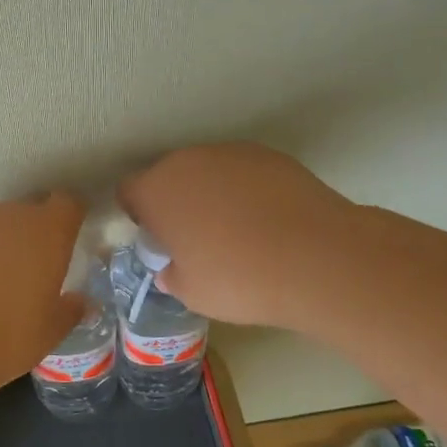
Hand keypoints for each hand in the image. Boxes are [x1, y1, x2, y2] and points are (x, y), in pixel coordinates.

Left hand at [0, 192, 88, 394]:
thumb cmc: (3, 337)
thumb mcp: (48, 334)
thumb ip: (69, 311)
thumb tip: (81, 302)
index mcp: (46, 233)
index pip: (67, 204)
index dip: (70, 218)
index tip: (69, 238)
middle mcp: (9, 216)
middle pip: (28, 211)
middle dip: (32, 234)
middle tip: (31, 271)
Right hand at [119, 144, 350, 329]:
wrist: (318, 257)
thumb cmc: (239, 279)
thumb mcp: (191, 293)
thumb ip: (171, 274)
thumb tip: (172, 268)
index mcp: (157, 190)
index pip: (128, 191)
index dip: (139, 215)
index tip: (158, 240)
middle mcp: (187, 161)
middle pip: (168, 176)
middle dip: (175, 202)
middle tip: (196, 239)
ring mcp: (230, 153)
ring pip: (207, 171)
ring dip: (211, 194)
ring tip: (238, 231)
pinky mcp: (270, 155)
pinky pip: (243, 172)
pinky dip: (247, 190)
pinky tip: (268, 221)